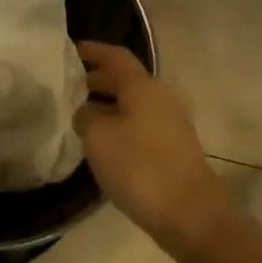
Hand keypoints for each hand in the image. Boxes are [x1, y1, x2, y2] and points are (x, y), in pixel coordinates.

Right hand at [75, 42, 231, 258]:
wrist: (190, 213)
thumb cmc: (140, 167)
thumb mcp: (99, 138)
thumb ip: (86, 117)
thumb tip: (86, 112)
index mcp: (143, 88)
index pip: (116, 57)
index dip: (94, 51)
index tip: (72, 49)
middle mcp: (160, 99)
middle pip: (127, 80)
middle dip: (99, 79)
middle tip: (71, 83)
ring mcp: (170, 125)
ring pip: (133, 104)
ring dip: (108, 104)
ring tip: (81, 114)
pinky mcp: (172, 150)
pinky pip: (139, 125)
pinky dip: (119, 124)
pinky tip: (102, 142)